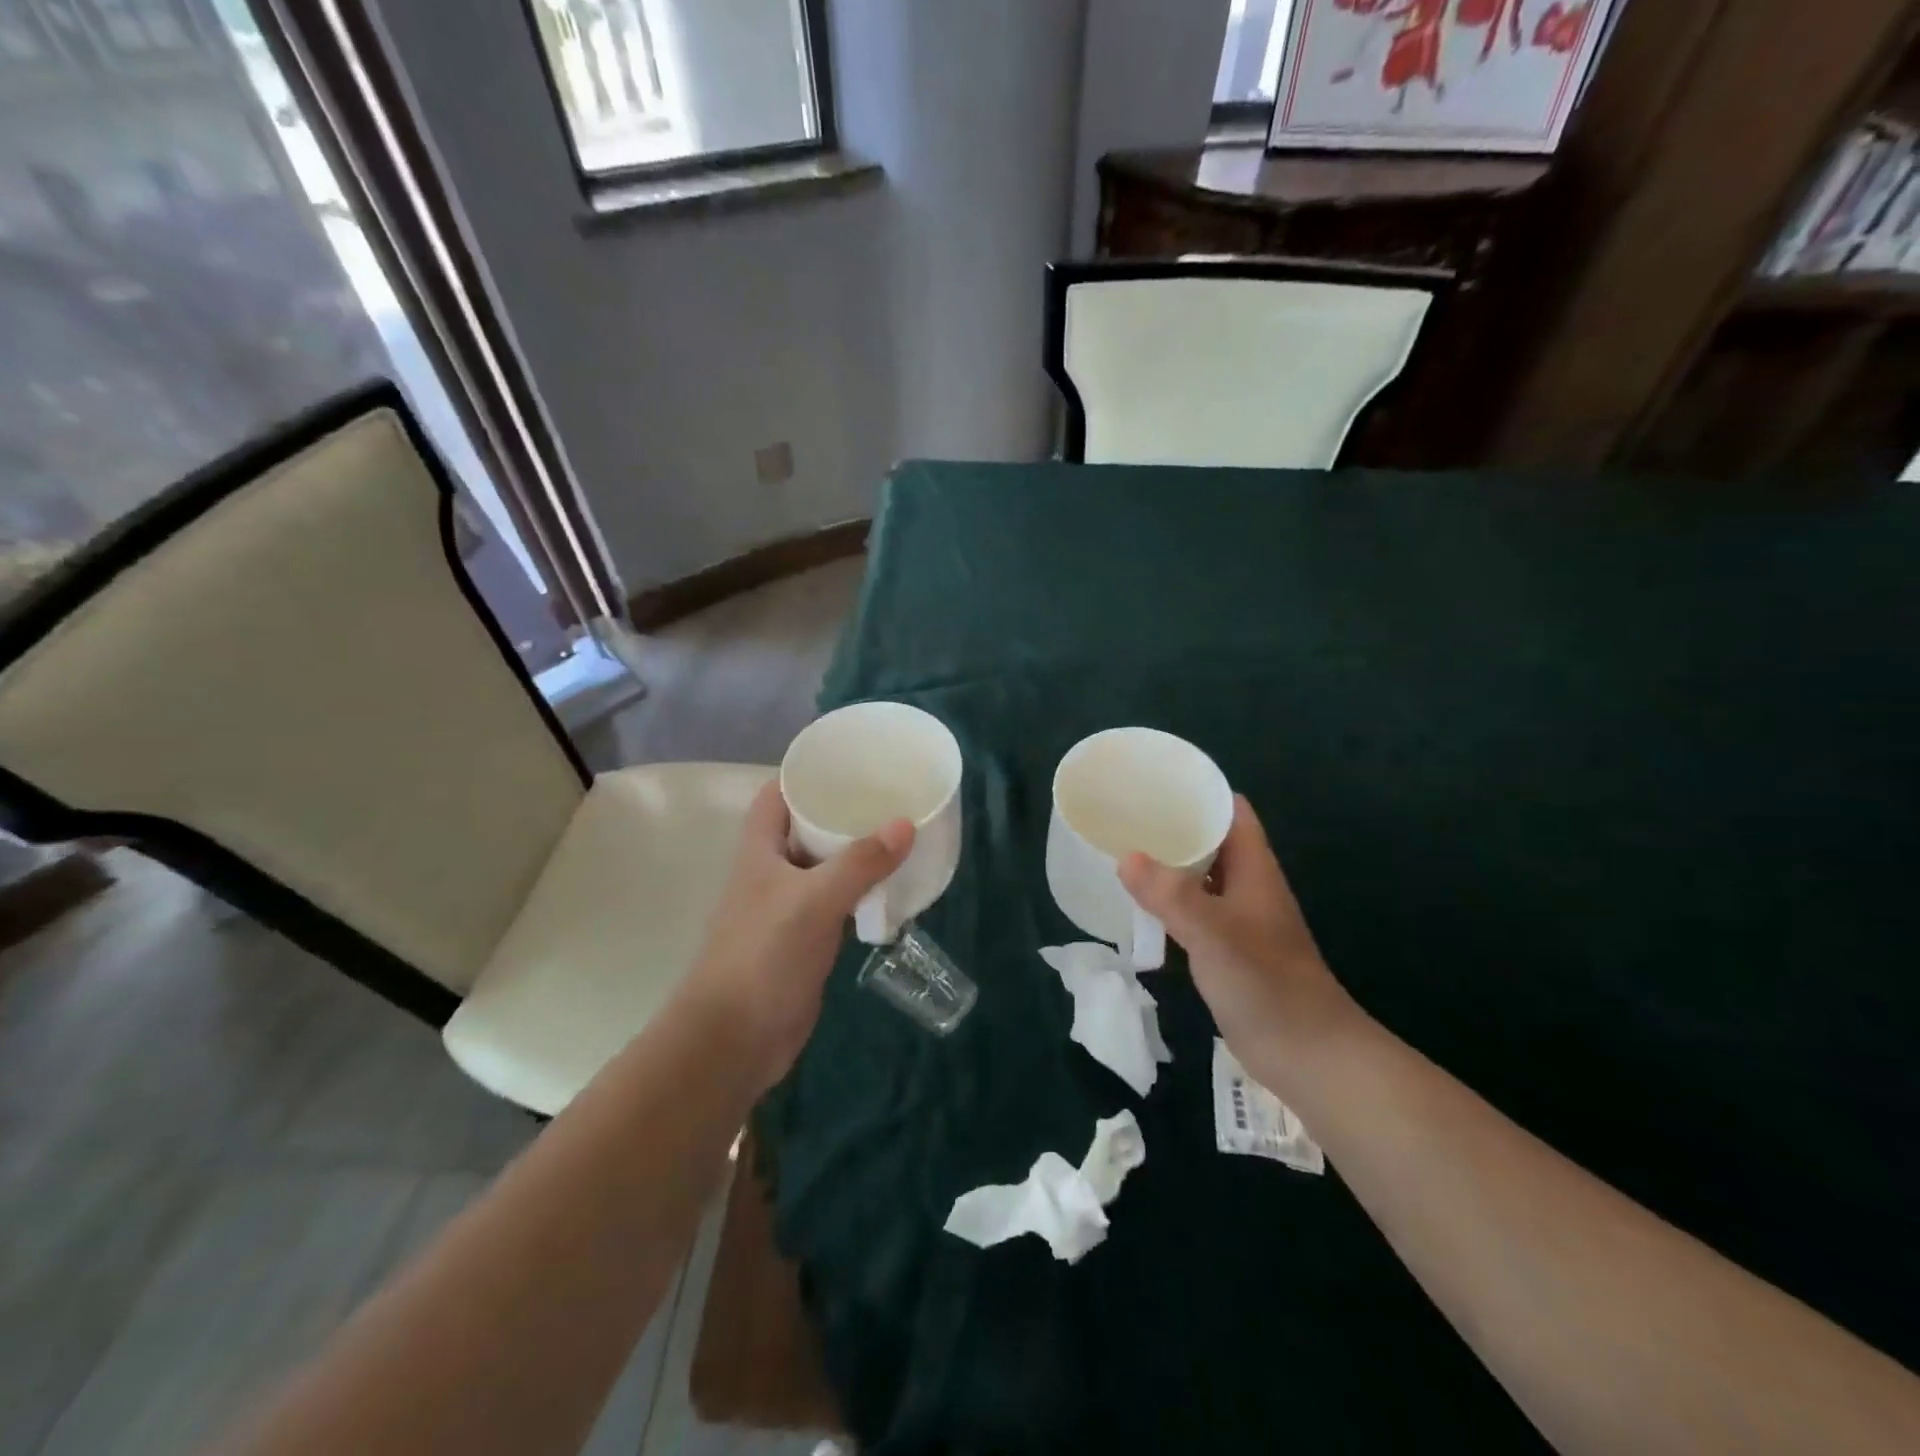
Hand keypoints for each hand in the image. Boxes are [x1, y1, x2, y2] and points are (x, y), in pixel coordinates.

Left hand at [683, 780, 913, 1089]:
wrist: (735, 1039)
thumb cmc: (763, 956)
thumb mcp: (814, 901)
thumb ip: (860, 862)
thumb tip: (906, 823)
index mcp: (760, 850)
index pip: (778, 794)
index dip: (807, 774)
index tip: (850, 762)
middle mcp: (771, 871)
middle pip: (806, 827)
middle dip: (842, 811)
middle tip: (889, 796)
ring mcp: (787, 907)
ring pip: (824, 866)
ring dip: (855, 853)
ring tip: (898, 833)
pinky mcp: (804, 939)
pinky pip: (836, 903)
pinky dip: (860, 892)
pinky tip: (891, 887)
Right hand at [1120, 796, 1358, 1083]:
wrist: (1308, 1054)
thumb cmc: (1267, 984)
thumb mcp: (1214, 934)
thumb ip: (1171, 895)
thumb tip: (1126, 858)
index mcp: (1254, 869)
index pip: (1231, 811)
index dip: (1199, 791)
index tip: (1155, 782)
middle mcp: (1247, 886)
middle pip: (1211, 840)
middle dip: (1173, 826)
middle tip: (1125, 815)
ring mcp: (1239, 919)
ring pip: (1200, 877)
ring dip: (1168, 865)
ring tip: (1123, 851)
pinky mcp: (1228, 949)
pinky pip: (1193, 911)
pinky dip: (1168, 902)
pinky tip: (1140, 906)